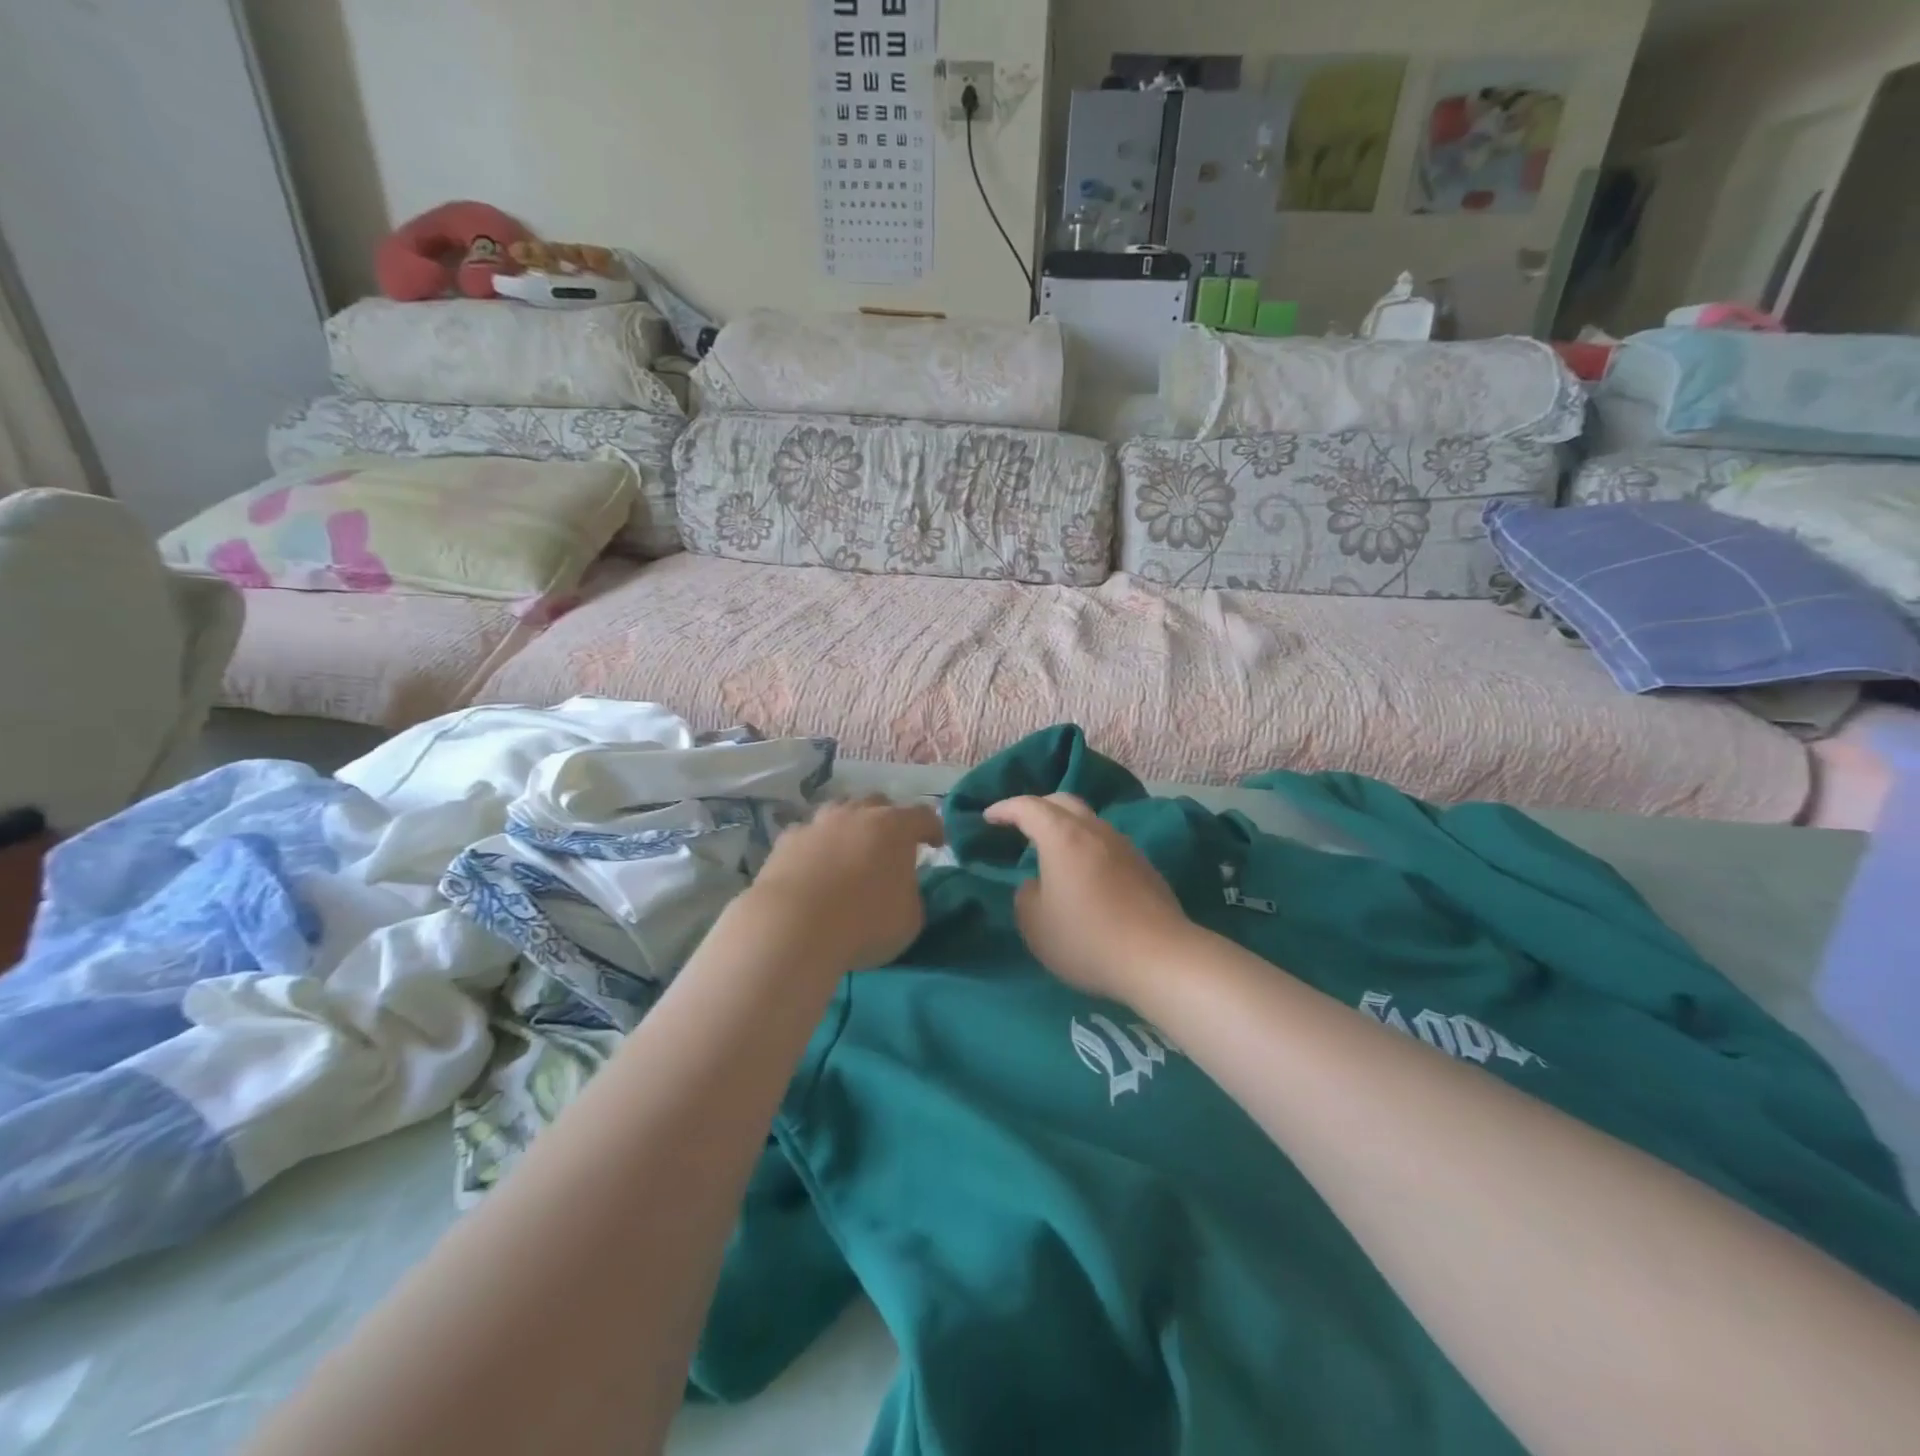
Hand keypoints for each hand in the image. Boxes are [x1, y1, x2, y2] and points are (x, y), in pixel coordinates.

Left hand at [745, 796, 944, 971]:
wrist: (794, 925)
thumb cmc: (865, 922)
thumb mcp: (910, 918)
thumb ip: (910, 894)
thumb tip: (901, 887)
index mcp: (895, 827)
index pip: (924, 816)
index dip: (933, 829)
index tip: (936, 844)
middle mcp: (857, 814)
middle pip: (878, 804)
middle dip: (888, 821)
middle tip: (890, 846)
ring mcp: (818, 823)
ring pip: (840, 811)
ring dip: (850, 826)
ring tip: (850, 851)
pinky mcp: (787, 840)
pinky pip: (809, 835)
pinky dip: (817, 846)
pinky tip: (814, 866)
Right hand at [982, 793, 1194, 1000]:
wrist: (1159, 958)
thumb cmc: (1087, 939)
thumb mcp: (1036, 925)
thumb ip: (1026, 896)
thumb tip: (1037, 884)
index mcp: (1062, 836)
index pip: (1028, 807)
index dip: (1005, 809)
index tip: (988, 817)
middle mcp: (1094, 830)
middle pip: (1062, 802)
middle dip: (1036, 807)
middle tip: (1018, 824)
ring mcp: (1123, 845)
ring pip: (1088, 821)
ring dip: (1064, 827)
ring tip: (1050, 849)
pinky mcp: (1143, 866)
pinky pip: (1105, 842)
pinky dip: (1085, 845)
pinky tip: (1082, 872)